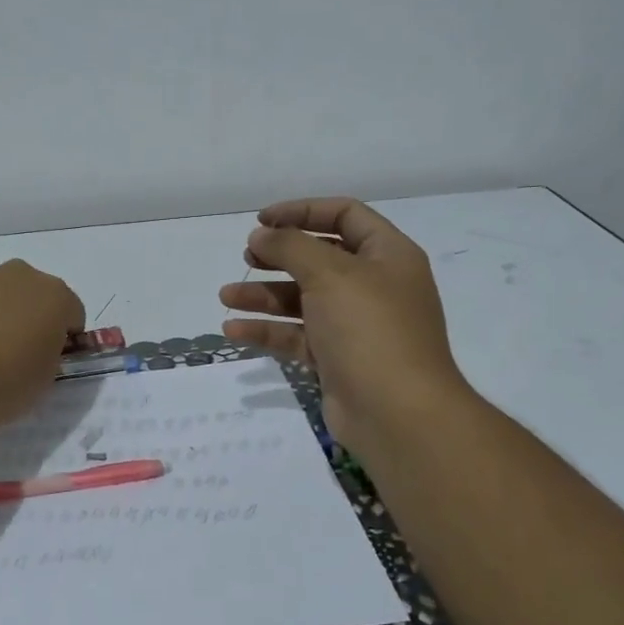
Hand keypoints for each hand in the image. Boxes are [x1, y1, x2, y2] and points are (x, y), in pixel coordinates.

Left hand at [0, 260, 84, 423]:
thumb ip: (50, 355)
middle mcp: (20, 276)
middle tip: (20, 353)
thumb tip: (37, 350)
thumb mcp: (47, 377)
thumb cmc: (8, 381)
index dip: (65, 338)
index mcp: (55, 295)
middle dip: (31, 317)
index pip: (73, 313)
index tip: (54, 360)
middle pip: (34, 295)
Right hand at [220, 198, 469, 455]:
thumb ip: (291, 246)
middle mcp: (375, 286)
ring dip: (264, 295)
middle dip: (280, 255)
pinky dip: (268, 331)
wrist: (397, 413)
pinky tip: (234, 330)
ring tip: (226, 296)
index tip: (262, 220)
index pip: (345, 215)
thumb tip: (261, 235)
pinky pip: (298, 336)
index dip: (303, 211)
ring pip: (304, 299)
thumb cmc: (369, 329)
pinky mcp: (337, 359)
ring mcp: (356, 326)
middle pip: (321, 258)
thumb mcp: (330, 274)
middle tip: (248, 256)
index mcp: (388, 255)